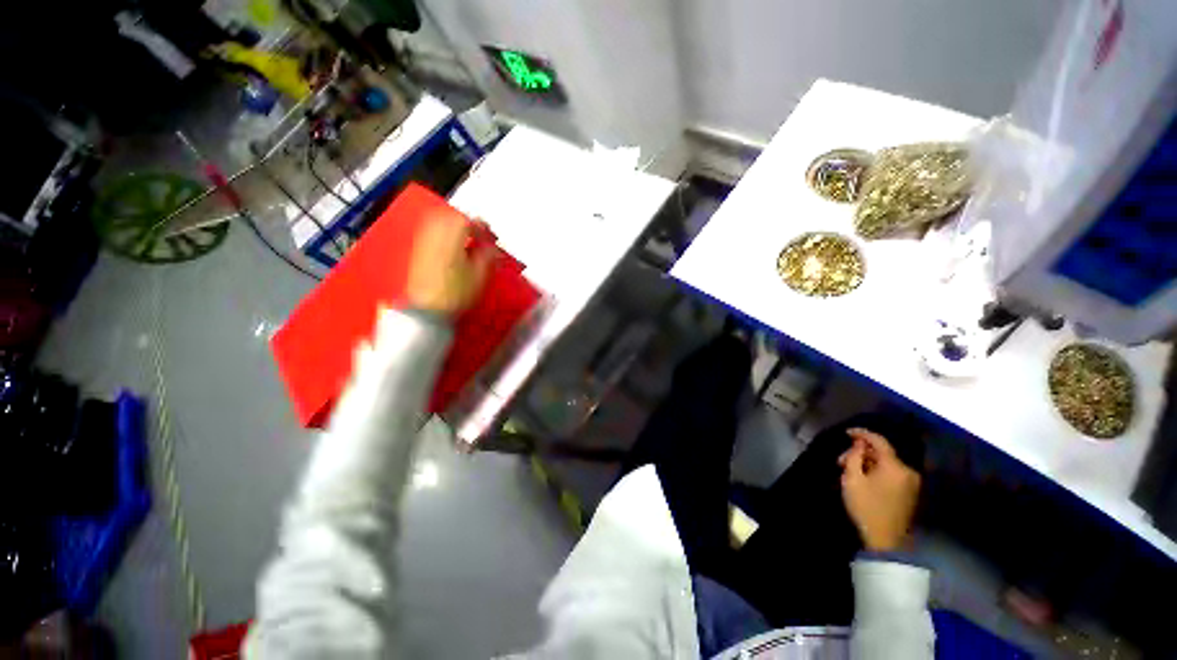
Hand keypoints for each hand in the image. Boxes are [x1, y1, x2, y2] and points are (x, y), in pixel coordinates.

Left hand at [405, 214, 491, 315]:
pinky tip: (453, 248)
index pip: (469, 221)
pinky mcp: (419, 253)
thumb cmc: (455, 293)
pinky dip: (444, 236)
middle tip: (480, 235)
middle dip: (468, 224)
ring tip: (467, 241)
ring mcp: (425, 242)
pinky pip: (432, 234)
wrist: (429, 309)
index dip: (483, 228)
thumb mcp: (481, 274)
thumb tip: (492, 248)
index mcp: (452, 236)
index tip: (491, 237)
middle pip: (452, 218)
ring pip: (440, 224)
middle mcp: (435, 234)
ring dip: (455, 228)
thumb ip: (488, 256)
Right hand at [838, 428, 920, 550]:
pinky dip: (877, 471)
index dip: (862, 434)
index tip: (846, 432)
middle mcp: (908, 471)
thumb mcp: (852, 479)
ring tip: (850, 471)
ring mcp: (912, 483)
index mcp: (895, 466)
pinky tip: (863, 478)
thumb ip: (855, 456)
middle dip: (861, 453)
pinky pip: (892, 474)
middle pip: (882, 453)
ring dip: (867, 463)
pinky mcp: (910, 493)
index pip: (879, 441)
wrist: (885, 540)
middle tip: (841, 461)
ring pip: (886, 464)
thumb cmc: (866, 507)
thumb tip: (859, 443)